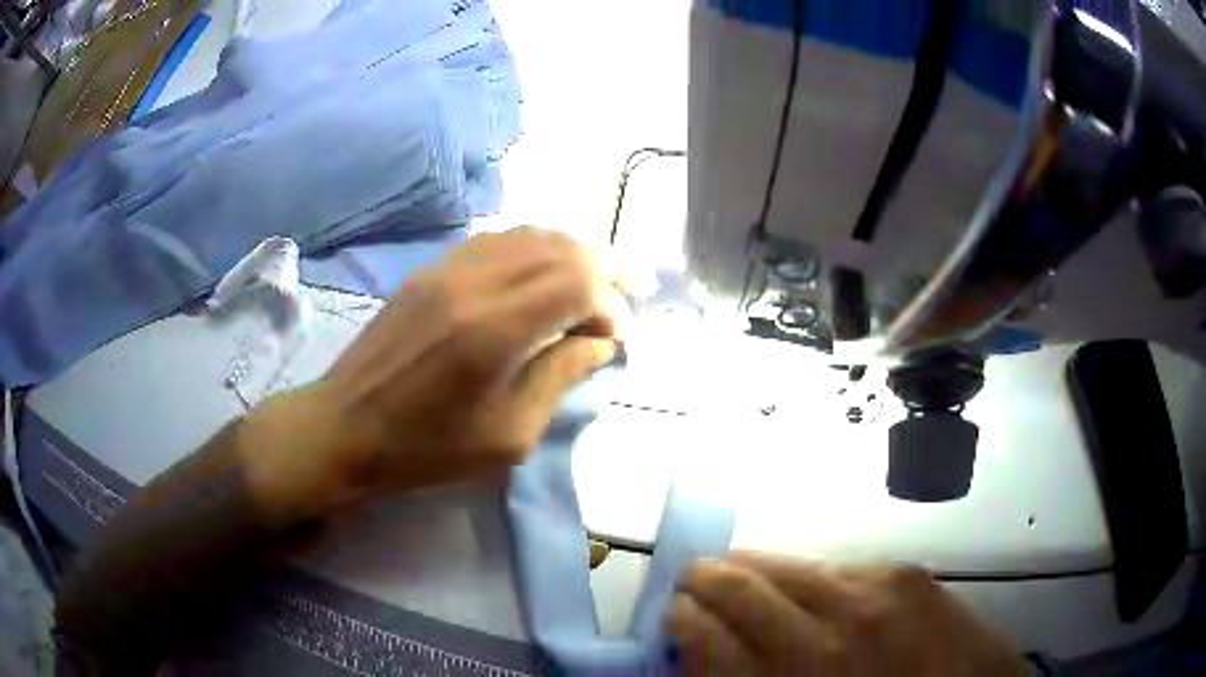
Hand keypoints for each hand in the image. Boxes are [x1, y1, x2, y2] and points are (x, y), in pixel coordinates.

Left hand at [240, 228, 624, 524]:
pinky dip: (532, 248)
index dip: (611, 302)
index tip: (619, 333)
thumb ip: (559, 379)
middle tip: (629, 290)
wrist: (344, 427)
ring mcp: (446, 268)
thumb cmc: (426, 448)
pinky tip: (542, 270)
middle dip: (605, 265)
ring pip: (528, 234)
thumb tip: (600, 343)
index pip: (577, 283)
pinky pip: (494, 240)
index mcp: (494, 330)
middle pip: (559, 247)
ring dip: (571, 251)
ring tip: (594, 277)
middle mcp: (473, 283)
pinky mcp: (429, 269)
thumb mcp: (508, 435)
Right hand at [668, 552, 1026, 675]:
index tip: (674, 613)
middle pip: (744, 589)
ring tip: (739, 573)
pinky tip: (809, 585)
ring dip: (755, 570)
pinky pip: (837, 565)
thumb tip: (703, 650)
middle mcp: (829, 636)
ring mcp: (874, 596)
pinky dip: (809, 574)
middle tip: (695, 583)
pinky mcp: (907, 574)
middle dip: (708, 582)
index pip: (710, 639)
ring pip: (788, 566)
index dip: (684, 622)